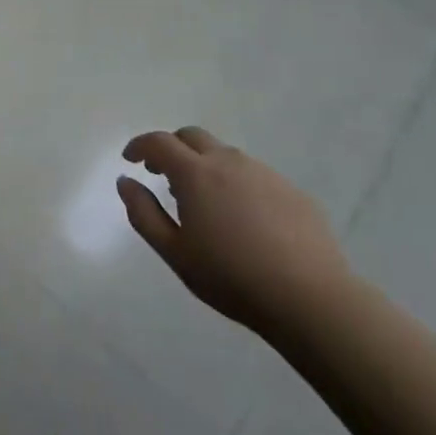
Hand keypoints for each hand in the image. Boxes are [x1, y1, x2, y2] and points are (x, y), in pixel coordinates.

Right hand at [117, 127, 352, 338]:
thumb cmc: (230, 277)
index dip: (139, 146)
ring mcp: (264, 173)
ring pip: (225, 154)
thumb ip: (143, 212)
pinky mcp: (292, 190)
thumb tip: (125, 181)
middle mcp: (229, 162)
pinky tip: (242, 218)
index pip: (159, 142)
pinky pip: (254, 175)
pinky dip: (236, 183)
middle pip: (192, 136)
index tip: (130, 160)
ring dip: (204, 165)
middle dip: (171, 148)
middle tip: (161, 175)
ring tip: (202, 201)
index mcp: (196, 173)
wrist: (310, 298)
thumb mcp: (174, 252)